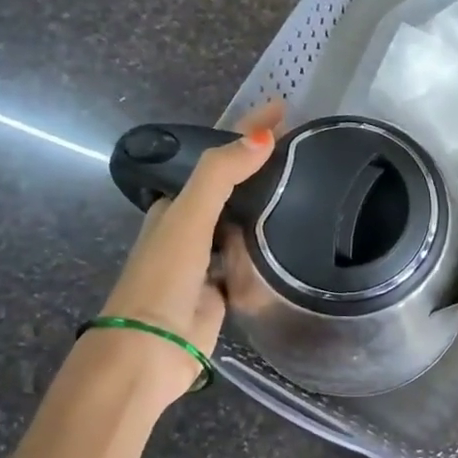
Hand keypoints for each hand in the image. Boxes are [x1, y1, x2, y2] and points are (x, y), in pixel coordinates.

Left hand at [93, 101, 284, 406]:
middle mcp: (191, 228)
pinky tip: (293, 236)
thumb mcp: (188, 216)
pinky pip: (251, 259)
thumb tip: (264, 135)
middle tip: (302, 146)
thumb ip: (220, 174)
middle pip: (231, 187)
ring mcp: (208, 260)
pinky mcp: (225, 290)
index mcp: (175, 205)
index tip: (281, 109)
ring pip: (243, 222)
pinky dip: (268, 246)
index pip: (216, 157)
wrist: (151, 348)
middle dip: (259, 166)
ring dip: (266, 205)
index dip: (245, 131)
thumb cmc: (163, 277)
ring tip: (307, 183)